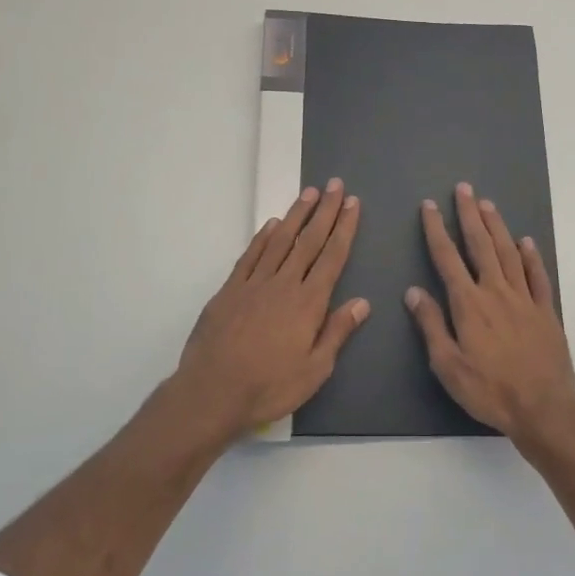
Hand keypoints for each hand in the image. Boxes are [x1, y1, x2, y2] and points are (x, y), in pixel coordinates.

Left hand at [164, 181, 367, 440]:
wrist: (212, 390)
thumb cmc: (269, 386)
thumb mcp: (315, 369)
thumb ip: (337, 332)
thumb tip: (362, 302)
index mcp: (309, 303)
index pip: (332, 257)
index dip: (344, 228)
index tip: (352, 203)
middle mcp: (284, 284)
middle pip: (309, 241)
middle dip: (324, 211)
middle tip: (335, 185)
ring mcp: (254, 283)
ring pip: (280, 241)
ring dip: (296, 215)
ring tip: (308, 193)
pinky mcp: (230, 290)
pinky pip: (250, 256)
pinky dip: (263, 237)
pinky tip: (272, 224)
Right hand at [405, 183, 574, 444]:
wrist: (544, 408)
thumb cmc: (489, 390)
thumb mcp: (448, 365)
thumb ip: (431, 325)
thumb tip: (413, 291)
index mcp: (469, 304)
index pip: (447, 258)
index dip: (436, 230)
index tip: (429, 206)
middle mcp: (496, 292)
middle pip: (481, 245)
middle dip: (469, 215)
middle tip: (463, 189)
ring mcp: (524, 299)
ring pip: (509, 253)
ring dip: (497, 227)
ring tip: (487, 205)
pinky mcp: (546, 311)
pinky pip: (537, 276)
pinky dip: (531, 256)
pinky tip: (526, 242)